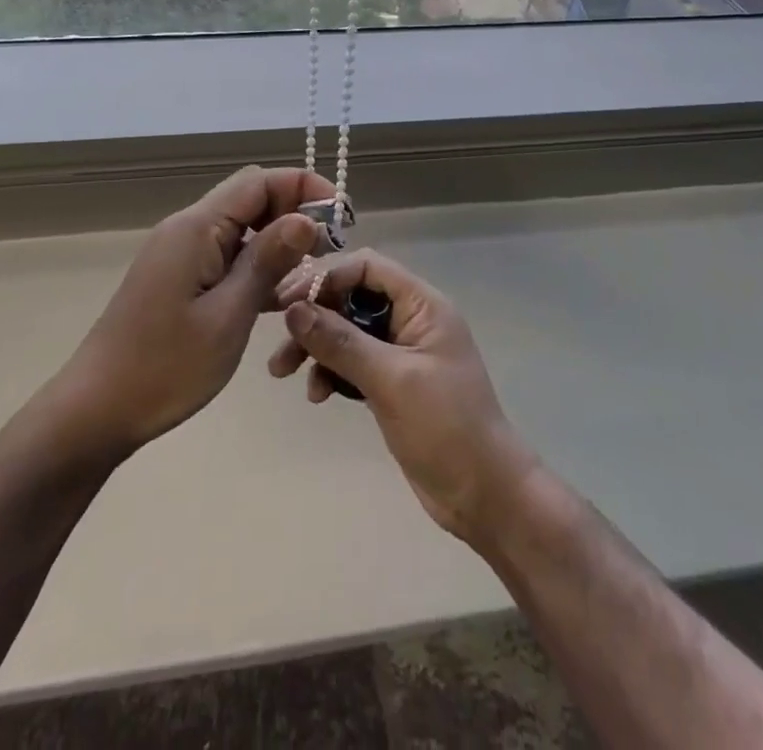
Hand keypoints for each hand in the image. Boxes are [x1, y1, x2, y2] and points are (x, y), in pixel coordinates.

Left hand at [56, 167, 334, 457]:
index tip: (341, 216)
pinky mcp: (179, 278)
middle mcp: (188, 229)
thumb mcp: (228, 316)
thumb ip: (268, 262)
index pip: (258, 182)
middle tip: (330, 249)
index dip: (304, 187)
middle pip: (250, 199)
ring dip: (277, 243)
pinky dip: (256, 267)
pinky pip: (226, 256)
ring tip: (312, 275)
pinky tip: (280, 299)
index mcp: (197, 227)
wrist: (95, 410)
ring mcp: (181, 254)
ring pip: (241, 229)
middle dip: (294, 213)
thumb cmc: (164, 367)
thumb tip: (307, 218)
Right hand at [269, 250, 537, 541]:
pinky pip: (351, 362)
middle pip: (351, 297)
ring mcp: (400, 352)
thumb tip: (294, 310)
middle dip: (313, 314)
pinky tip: (316, 395)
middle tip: (277, 333)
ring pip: (347, 331)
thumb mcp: (391, 380)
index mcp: (422, 305)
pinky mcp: (391, 383)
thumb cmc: (446, 427)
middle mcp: (410, 319)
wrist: (485, 496)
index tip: (288, 301)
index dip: (326, 276)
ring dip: (314, 346)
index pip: (366, 267)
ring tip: (280, 371)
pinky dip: (330, 372)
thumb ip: (341, 342)